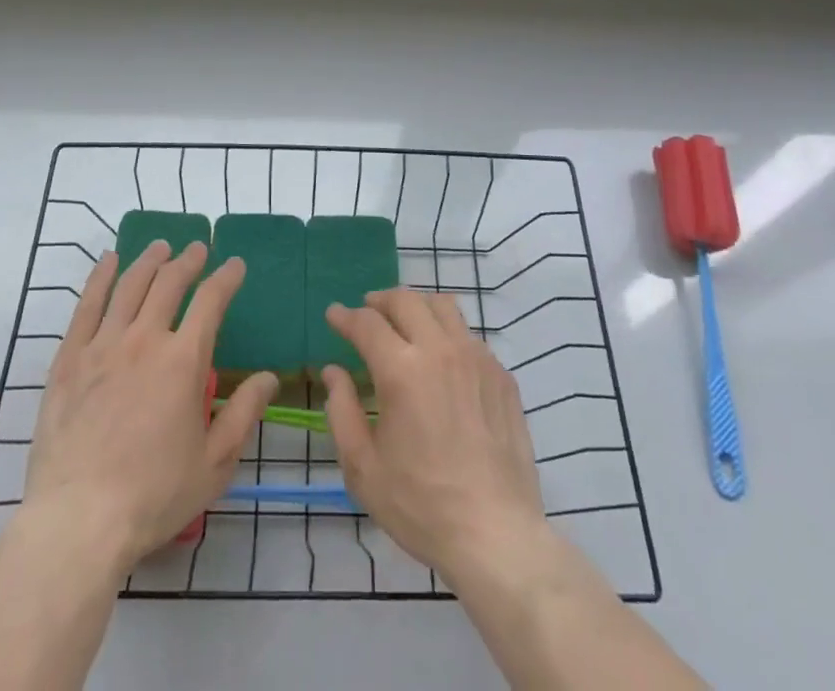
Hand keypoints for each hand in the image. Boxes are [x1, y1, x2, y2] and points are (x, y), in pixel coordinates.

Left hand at [24, 241, 278, 569]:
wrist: (78, 520)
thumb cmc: (153, 496)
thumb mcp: (214, 464)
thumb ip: (243, 413)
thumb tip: (269, 377)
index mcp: (183, 361)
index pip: (211, 301)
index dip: (226, 277)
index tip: (235, 265)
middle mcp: (145, 340)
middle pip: (169, 282)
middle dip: (188, 261)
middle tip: (198, 249)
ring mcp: (103, 346)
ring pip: (130, 285)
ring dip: (149, 260)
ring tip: (160, 246)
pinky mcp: (69, 359)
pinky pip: (87, 305)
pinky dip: (101, 277)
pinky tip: (109, 261)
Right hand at [322, 288, 545, 581]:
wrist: (496, 535)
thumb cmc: (421, 506)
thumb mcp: (363, 468)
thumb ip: (342, 411)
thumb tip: (334, 371)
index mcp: (401, 370)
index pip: (366, 323)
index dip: (345, 316)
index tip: (333, 314)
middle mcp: (439, 350)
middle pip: (406, 300)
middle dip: (380, 300)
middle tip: (367, 311)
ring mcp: (476, 358)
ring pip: (443, 305)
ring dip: (417, 306)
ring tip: (405, 321)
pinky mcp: (501, 375)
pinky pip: (469, 335)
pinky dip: (447, 333)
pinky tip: (442, 359)